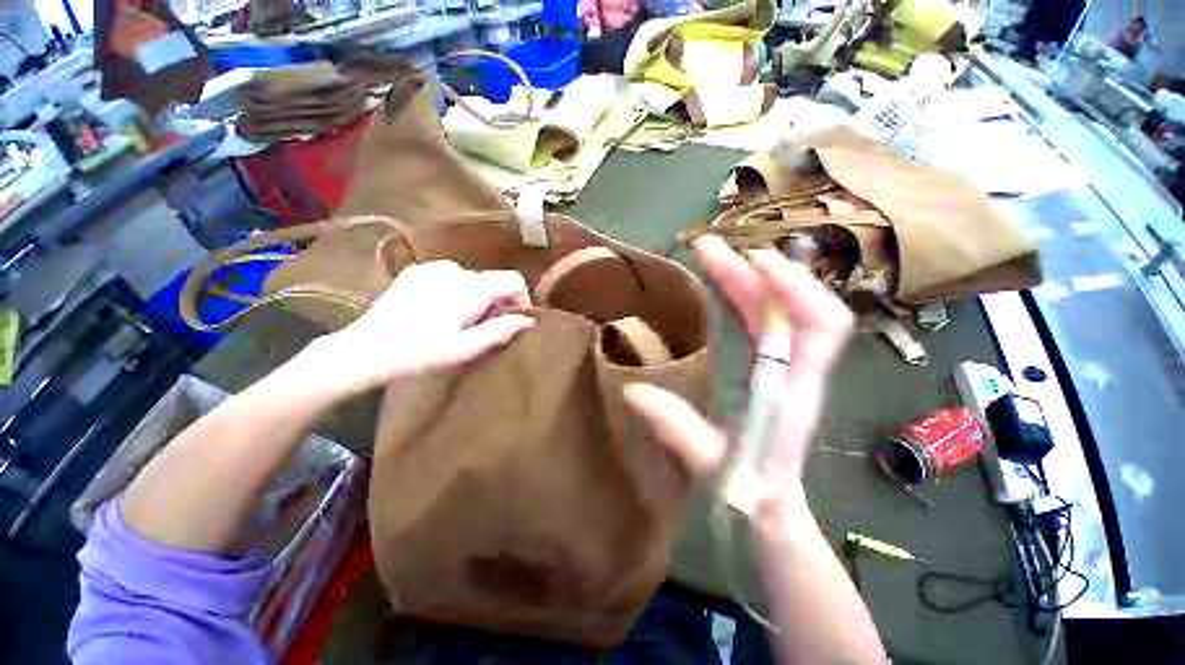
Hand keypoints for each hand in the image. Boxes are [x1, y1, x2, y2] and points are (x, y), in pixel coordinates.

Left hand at [316, 261, 534, 394]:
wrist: (364, 350)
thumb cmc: (420, 353)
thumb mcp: (466, 348)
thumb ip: (501, 330)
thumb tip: (528, 320)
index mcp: (471, 287)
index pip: (513, 279)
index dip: (522, 298)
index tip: (516, 320)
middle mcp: (455, 269)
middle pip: (492, 279)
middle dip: (498, 301)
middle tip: (485, 328)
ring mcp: (432, 268)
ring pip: (472, 278)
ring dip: (477, 297)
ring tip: (462, 322)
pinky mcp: (416, 272)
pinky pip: (451, 277)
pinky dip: (457, 291)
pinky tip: (441, 312)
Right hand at [624, 236, 853, 511]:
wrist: (769, 509)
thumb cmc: (749, 489)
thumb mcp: (711, 464)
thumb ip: (678, 430)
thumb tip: (633, 391)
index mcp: (794, 390)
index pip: (821, 326)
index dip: (795, 288)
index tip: (755, 261)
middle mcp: (797, 370)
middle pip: (790, 307)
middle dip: (752, 273)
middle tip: (709, 250)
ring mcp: (784, 367)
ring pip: (778, 310)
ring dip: (749, 280)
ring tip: (714, 258)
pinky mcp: (770, 368)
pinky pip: (765, 322)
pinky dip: (746, 298)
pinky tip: (724, 287)